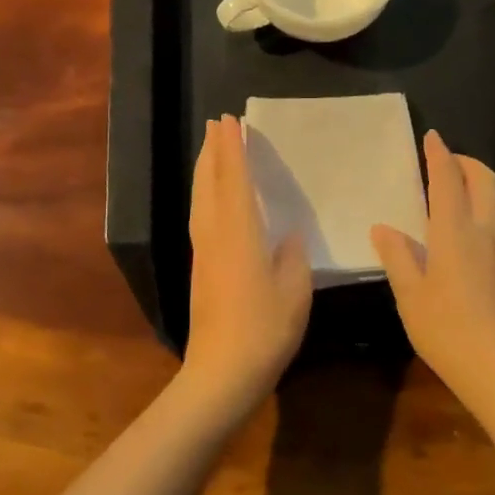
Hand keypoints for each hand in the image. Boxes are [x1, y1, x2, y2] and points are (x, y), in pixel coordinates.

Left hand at [182, 115, 311, 419]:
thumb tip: (288, 236)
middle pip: (208, 183)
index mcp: (239, 232)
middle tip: (216, 125)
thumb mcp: (295, 290)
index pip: (233, 179)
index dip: (232, 148)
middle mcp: (214, 234)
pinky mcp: (200, 269)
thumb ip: (292, 256)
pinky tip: (213, 198)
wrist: (220, 374)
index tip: (229, 120)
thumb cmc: (264, 329)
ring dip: (205, 170)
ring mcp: (203, 252)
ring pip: (199, 199)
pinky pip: (200, 216)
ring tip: (210, 150)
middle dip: (212, 151)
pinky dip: (205, 193)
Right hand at [372, 130, 494, 406]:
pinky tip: (467, 221)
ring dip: (481, 180)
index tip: (432, 136)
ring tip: (458, 183)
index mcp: (454, 232)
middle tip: (445, 159)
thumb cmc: (447, 330)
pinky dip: (485, 202)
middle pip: (484, 181)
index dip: (440, 155)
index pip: (448, 181)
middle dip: (466, 161)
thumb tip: (383, 228)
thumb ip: (397, 256)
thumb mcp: (410, 295)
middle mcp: (483, 232)